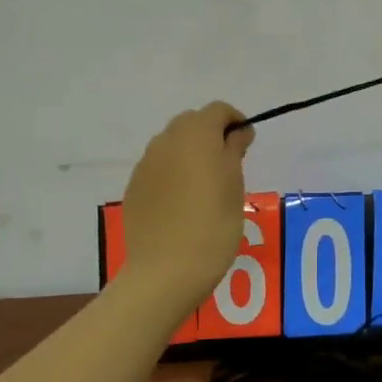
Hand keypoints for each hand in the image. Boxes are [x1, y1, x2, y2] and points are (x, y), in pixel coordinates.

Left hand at [120, 103, 254, 307]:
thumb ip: (234, 150)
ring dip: (190, 152)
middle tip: (228, 163)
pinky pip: (158, 167)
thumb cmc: (213, 225)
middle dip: (210, 133)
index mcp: (196, 135)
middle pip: (191, 122)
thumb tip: (237, 132)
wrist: (166, 271)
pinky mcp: (134, 187)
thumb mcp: (235, 185)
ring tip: (205, 184)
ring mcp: (146, 164)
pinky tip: (182, 202)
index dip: (235, 121)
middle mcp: (166, 141)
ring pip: (172, 143)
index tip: (246, 144)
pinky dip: (173, 172)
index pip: (218, 110)